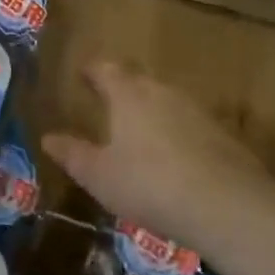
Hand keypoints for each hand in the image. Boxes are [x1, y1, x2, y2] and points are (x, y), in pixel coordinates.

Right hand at [43, 60, 263, 249]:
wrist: (226, 205)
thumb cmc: (149, 184)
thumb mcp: (99, 176)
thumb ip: (73, 154)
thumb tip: (47, 138)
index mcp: (127, 94)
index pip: (105, 70)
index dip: (92, 71)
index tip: (82, 74)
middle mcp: (161, 92)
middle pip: (138, 80)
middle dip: (123, 87)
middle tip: (109, 100)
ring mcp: (195, 111)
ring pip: (166, 101)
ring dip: (152, 109)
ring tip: (140, 130)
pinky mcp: (222, 135)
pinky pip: (190, 124)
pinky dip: (177, 133)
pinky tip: (175, 157)